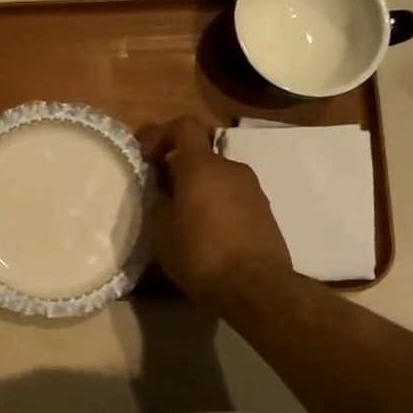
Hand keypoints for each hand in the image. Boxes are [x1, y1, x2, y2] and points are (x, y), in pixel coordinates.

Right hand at [138, 117, 290, 306]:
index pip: (184, 125)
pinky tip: (208, 236)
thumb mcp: (161, 230)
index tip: (147, 159)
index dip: (161, 134)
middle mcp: (230, 169)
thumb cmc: (200, 253)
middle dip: (179, 169)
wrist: (256, 287)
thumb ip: (156, 201)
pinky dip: (217, 206)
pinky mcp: (264, 212)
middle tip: (163, 196)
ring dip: (199, 190)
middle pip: (201, 154)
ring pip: (217, 178)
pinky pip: (233, 198)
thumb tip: (159, 189)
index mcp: (202, 166)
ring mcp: (252, 190)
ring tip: (185, 222)